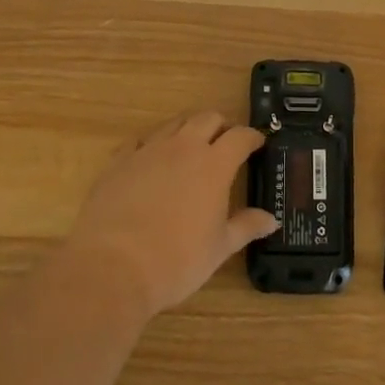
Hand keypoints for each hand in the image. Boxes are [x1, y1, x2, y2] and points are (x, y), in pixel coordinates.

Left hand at [65, 112, 277, 317]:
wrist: (113, 267)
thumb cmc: (177, 260)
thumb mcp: (219, 248)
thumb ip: (246, 227)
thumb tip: (271, 219)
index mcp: (214, 165)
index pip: (240, 137)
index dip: (252, 137)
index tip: (258, 143)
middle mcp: (183, 147)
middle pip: (207, 118)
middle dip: (221, 125)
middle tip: (226, 141)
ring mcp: (148, 150)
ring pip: (174, 123)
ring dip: (188, 129)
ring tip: (192, 145)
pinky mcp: (119, 160)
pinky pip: (140, 140)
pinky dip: (152, 144)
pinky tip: (151, 159)